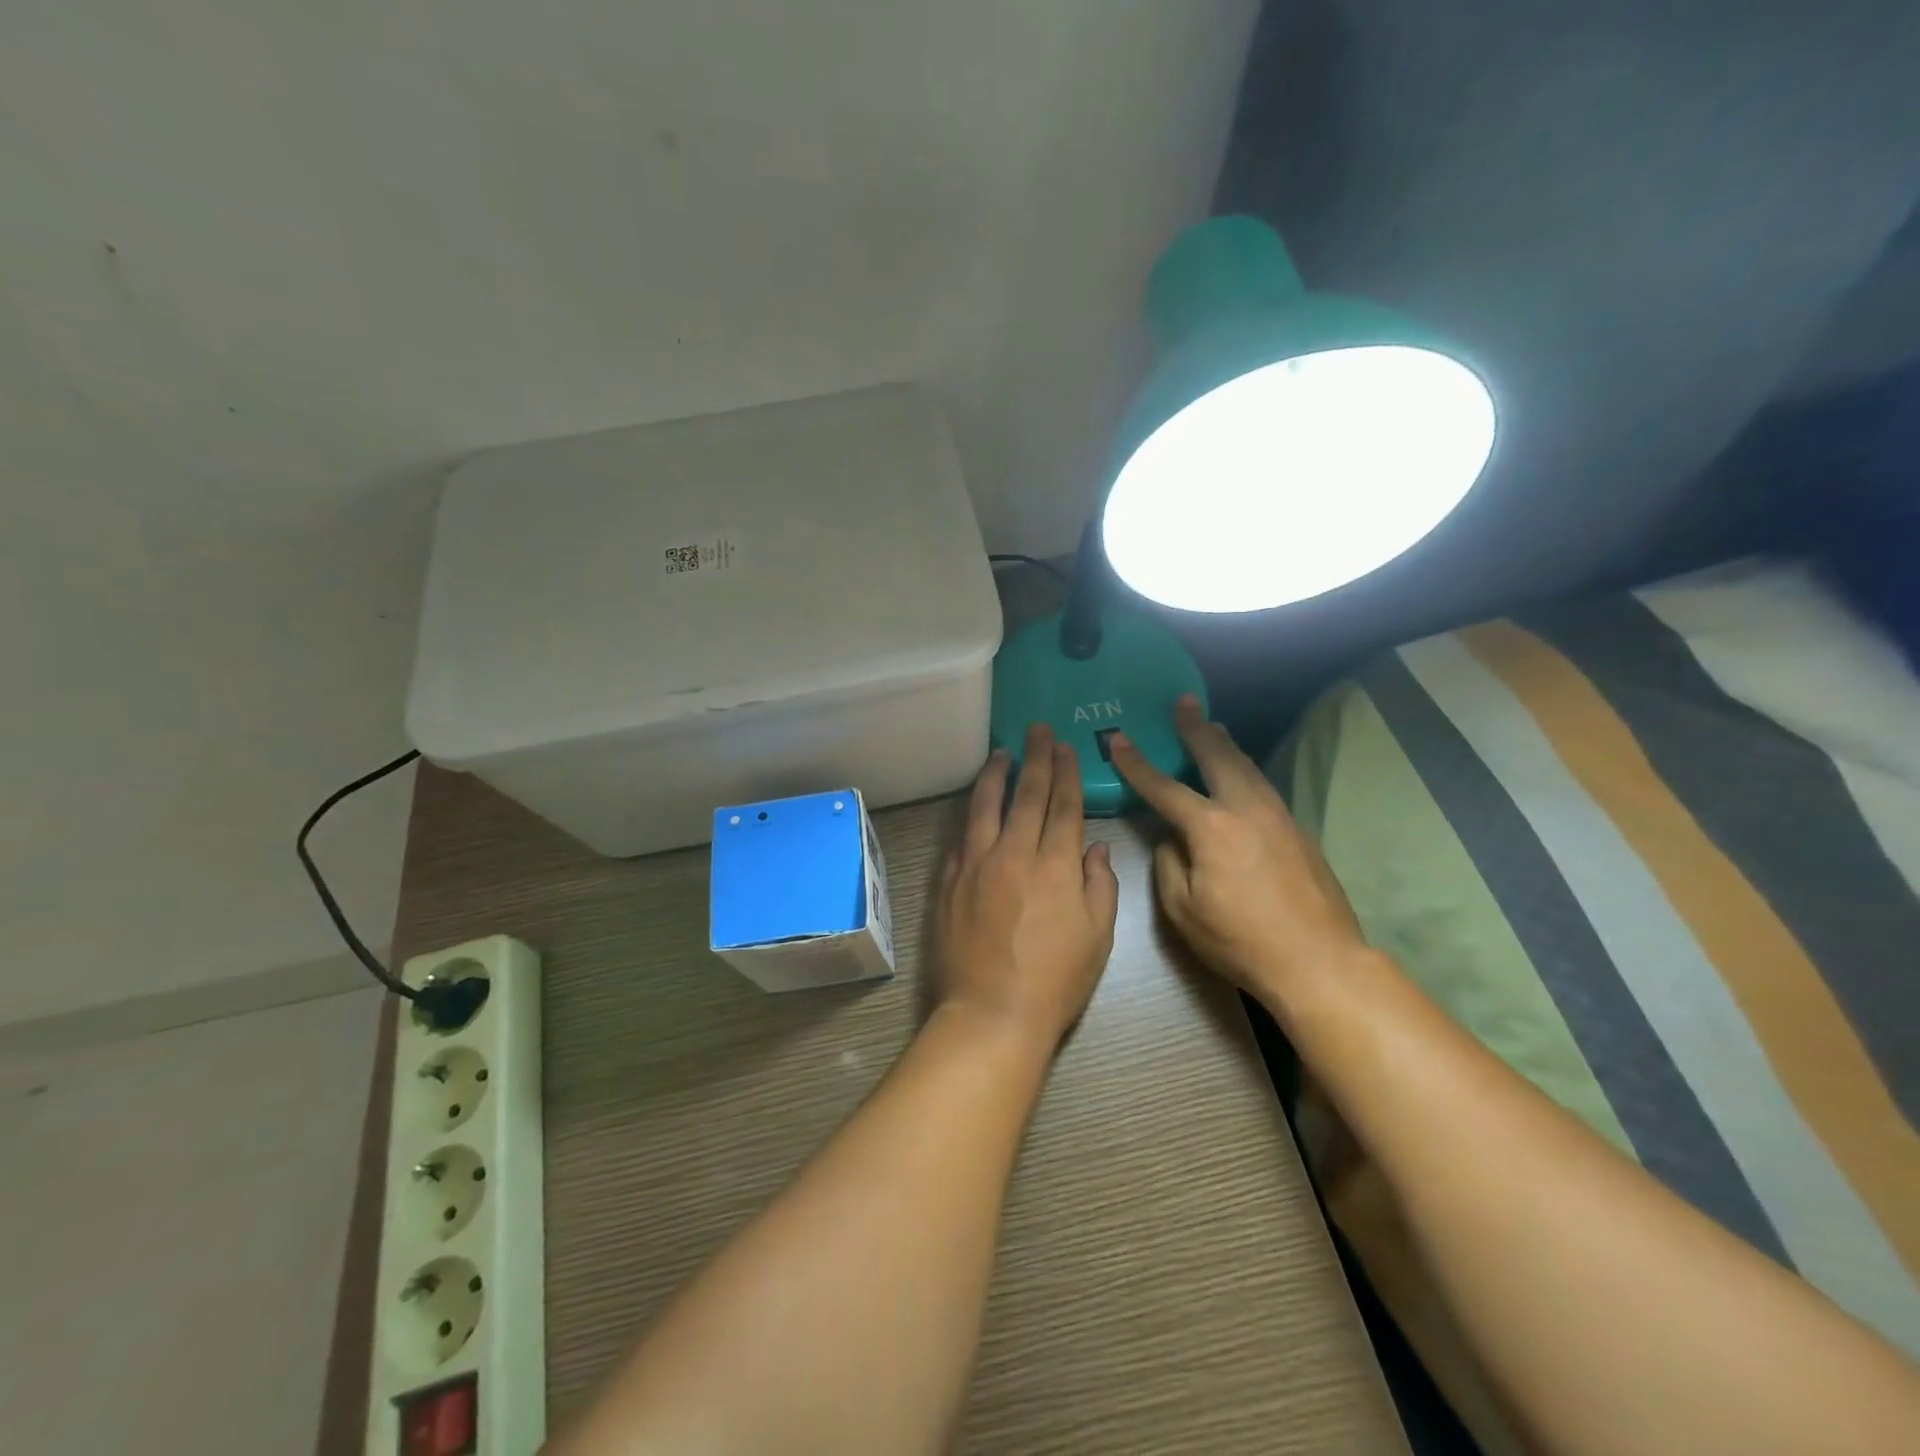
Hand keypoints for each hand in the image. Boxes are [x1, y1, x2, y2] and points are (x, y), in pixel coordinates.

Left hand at [933, 725, 1119, 1049]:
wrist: (991, 1014)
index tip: (1065, 746)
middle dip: (1036, 758)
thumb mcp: (1098, 937)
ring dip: (996, 774)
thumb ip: (1099, 884)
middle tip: (1037, 730)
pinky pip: (962, 836)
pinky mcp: (949, 880)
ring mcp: (976, 864)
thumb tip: (1093, 847)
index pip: (1064, 805)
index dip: (1066, 772)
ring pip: (985, 805)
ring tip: (1001, 752)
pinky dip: (971, 814)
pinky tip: (975, 804)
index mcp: (1056, 866)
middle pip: (1027, 795)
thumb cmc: (1055, 981)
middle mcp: (1014, 853)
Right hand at [1108, 696, 1367, 1014]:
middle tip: (1184, 702)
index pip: (1163, 787)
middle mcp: (1246, 809)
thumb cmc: (1241, 940)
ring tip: (1213, 726)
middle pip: (1217, 756)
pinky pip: (1263, 786)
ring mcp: (1278, 816)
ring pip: (1247, 766)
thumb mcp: (1183, 910)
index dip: (1136, 762)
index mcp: (1210, 828)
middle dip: (1195, 727)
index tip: (1118, 738)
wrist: (1319, 961)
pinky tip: (1241, 774)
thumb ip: (1168, 865)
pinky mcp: (1298, 830)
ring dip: (1225, 743)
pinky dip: (1244, 769)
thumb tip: (1171, 839)